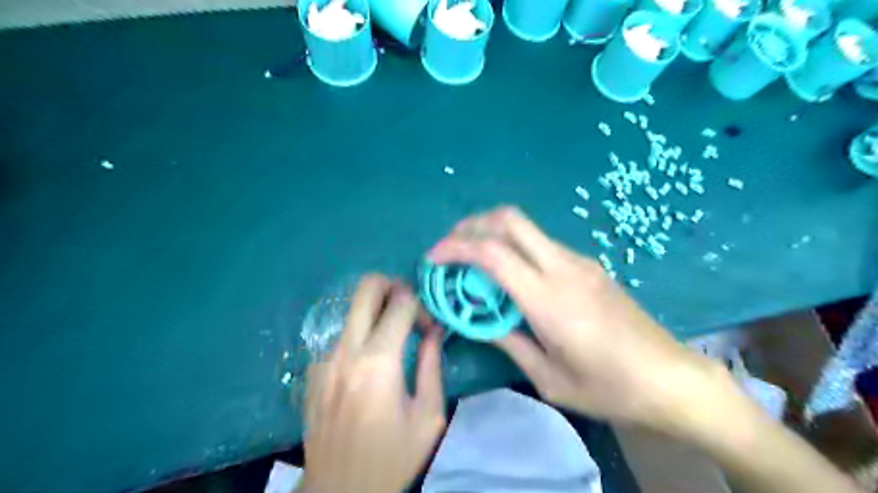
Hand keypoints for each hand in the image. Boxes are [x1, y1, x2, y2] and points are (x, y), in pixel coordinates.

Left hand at [302, 276, 447, 492]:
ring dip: (377, 312)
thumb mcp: (428, 416)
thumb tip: (434, 330)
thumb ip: (432, 365)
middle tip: (409, 306)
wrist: (338, 491)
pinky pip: (343, 335)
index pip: (401, 303)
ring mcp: (324, 359)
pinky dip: (361, 334)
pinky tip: (371, 363)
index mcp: (377, 363)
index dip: (421, 304)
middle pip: (366, 288)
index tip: (429, 324)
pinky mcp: (314, 370)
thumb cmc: (391, 457)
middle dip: (392, 285)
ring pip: (353, 310)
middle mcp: (345, 351)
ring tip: (394, 335)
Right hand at [430, 207, 730, 437]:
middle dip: (471, 225)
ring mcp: (579, 261)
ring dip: (492, 234)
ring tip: (473, 263)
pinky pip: (541, 244)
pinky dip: (514, 247)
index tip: (434, 259)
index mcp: (548, 299)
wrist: (671, 378)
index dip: (455, 248)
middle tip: (451, 247)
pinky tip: (510, 276)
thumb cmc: (608, 388)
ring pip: (525, 228)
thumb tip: (478, 319)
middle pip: (509, 219)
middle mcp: (563, 267)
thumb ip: (508, 340)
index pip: (492, 253)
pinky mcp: (589, 265)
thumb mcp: (547, 377)